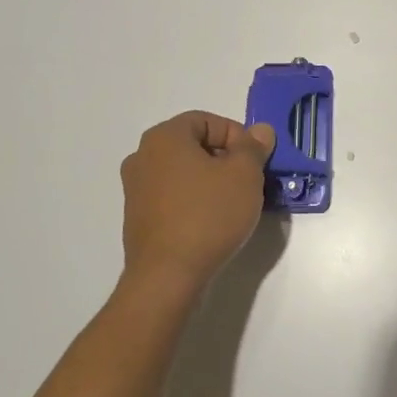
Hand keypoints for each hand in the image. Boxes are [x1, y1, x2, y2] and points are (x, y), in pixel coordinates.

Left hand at [120, 111, 275, 291]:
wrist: (168, 276)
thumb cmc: (208, 215)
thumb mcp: (244, 175)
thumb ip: (253, 147)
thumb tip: (260, 131)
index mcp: (164, 137)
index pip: (206, 120)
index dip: (237, 135)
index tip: (255, 160)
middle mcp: (143, 156)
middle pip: (194, 145)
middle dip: (226, 159)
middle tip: (250, 181)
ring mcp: (136, 189)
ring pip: (184, 172)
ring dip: (211, 181)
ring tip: (235, 204)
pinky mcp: (138, 218)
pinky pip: (173, 197)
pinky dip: (195, 201)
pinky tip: (213, 222)